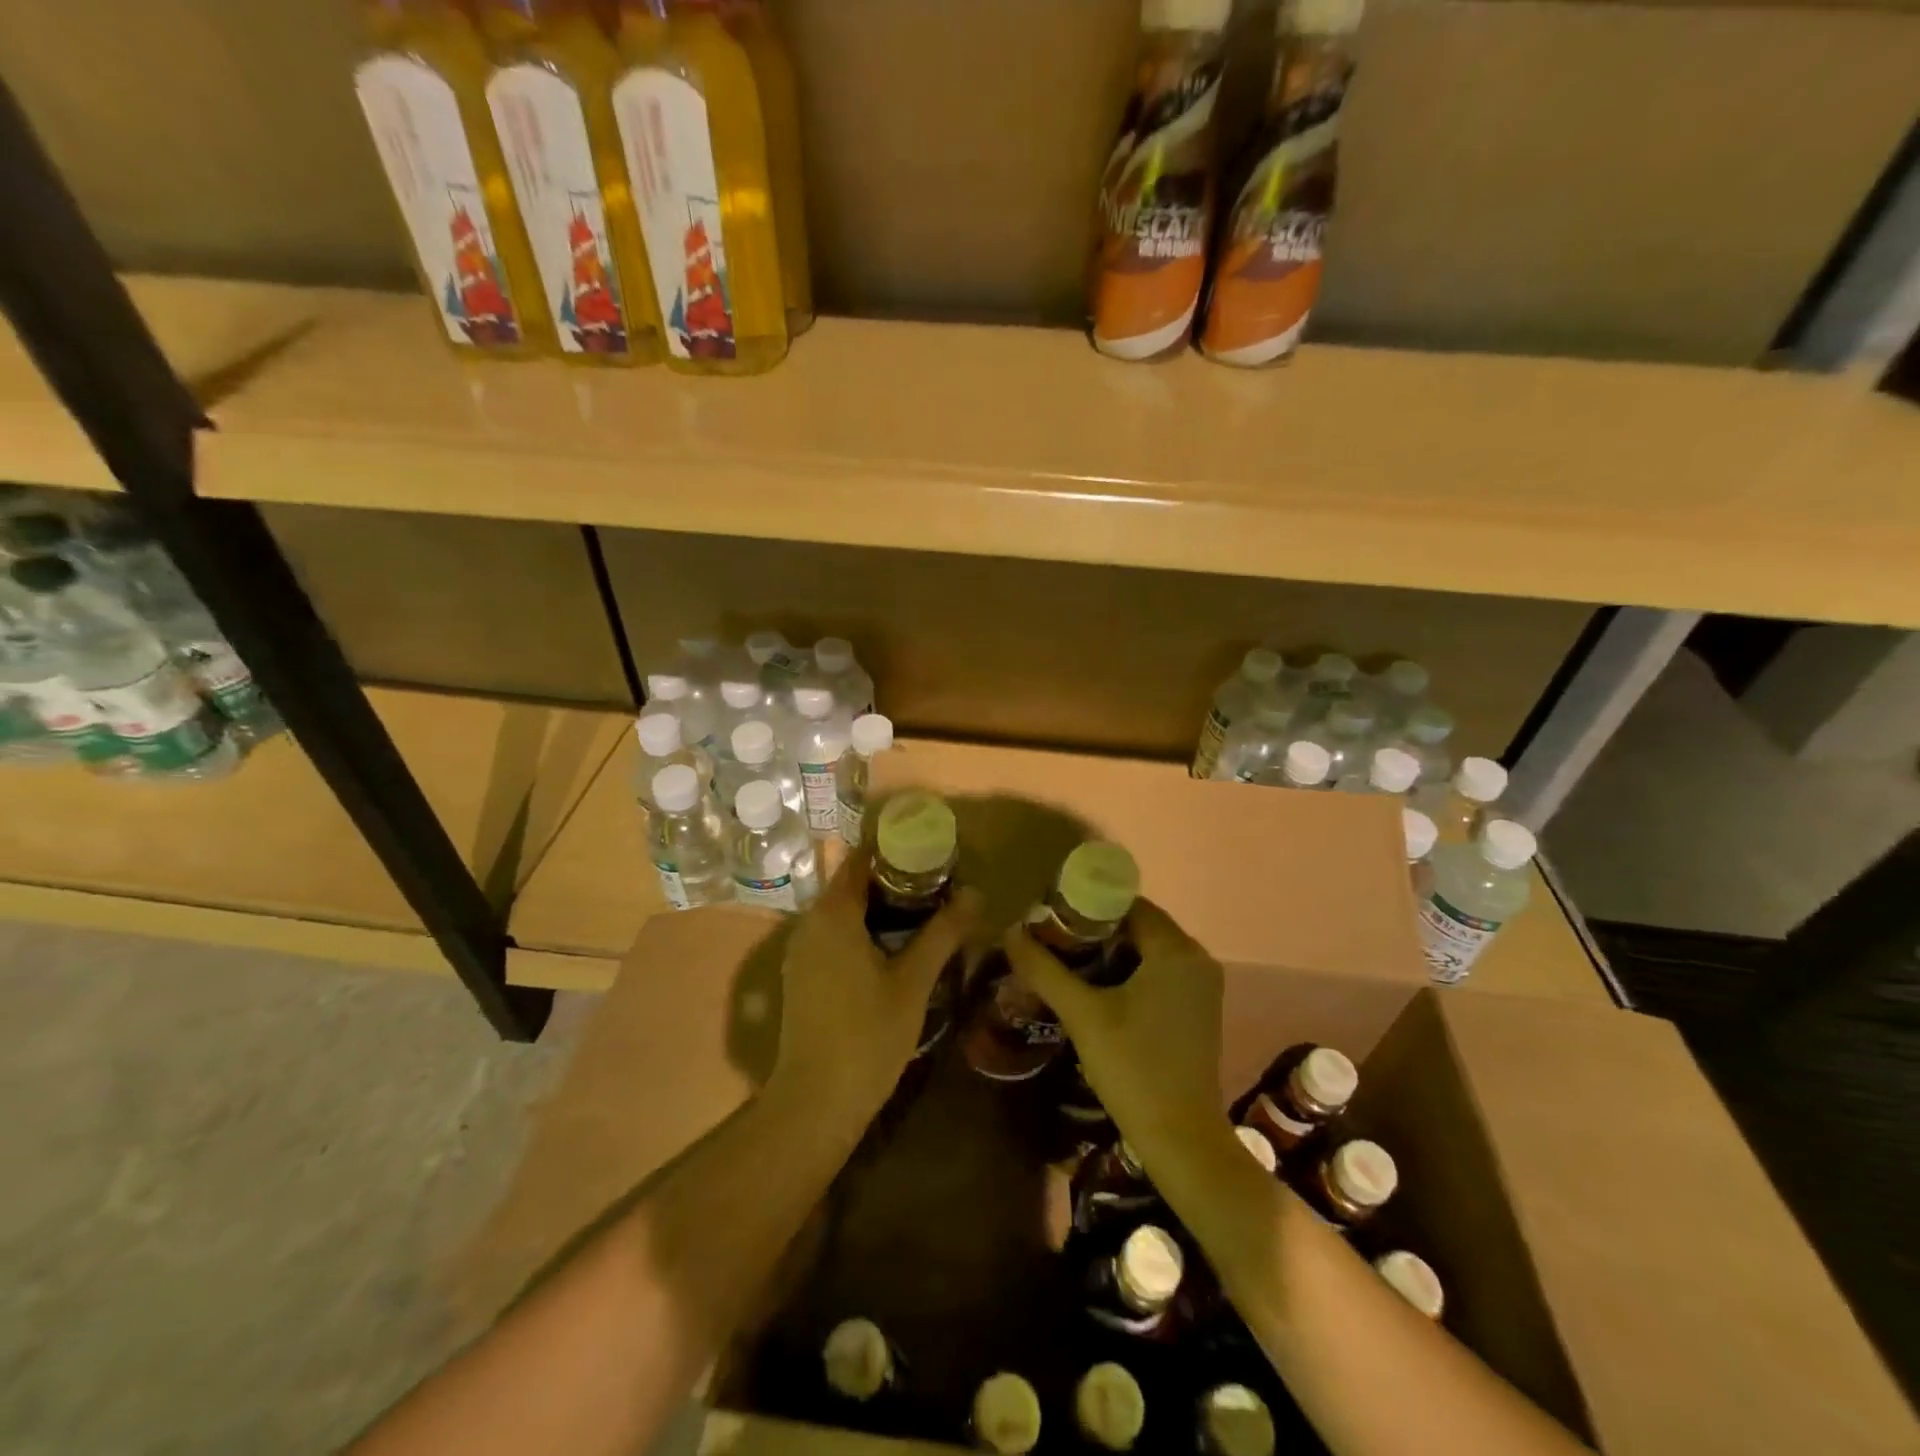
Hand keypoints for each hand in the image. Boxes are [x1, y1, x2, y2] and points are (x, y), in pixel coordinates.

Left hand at [770, 848, 980, 1127]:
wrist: (816, 1102)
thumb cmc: (868, 1034)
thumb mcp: (914, 981)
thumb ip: (943, 933)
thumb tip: (975, 894)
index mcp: (833, 914)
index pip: (862, 860)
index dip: (896, 850)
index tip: (932, 851)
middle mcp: (810, 923)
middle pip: (853, 885)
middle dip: (895, 881)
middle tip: (939, 885)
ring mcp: (802, 951)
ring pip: (844, 913)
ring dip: (880, 908)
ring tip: (926, 913)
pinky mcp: (802, 976)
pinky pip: (835, 937)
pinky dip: (864, 931)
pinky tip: (896, 950)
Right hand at [1001, 898, 1225, 1162]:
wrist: (1182, 1141)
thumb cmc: (1133, 1068)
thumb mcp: (1082, 1014)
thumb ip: (1045, 968)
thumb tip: (1009, 931)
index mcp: (1175, 949)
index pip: (1127, 903)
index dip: (1086, 904)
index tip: (1048, 915)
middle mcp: (1196, 958)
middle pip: (1137, 924)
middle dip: (1093, 929)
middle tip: (1049, 939)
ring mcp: (1201, 986)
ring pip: (1146, 950)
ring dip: (1108, 951)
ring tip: (1062, 961)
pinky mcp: (1197, 1010)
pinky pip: (1158, 972)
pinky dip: (1127, 971)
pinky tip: (1094, 988)